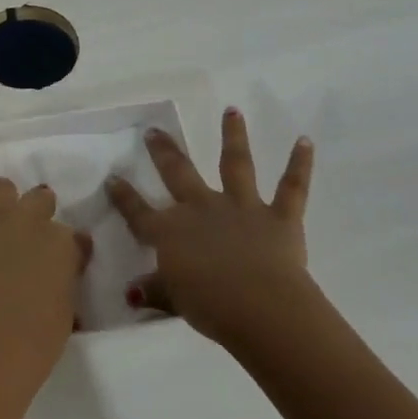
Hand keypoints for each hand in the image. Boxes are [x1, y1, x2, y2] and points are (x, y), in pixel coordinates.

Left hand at [0, 179, 87, 387]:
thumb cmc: (37, 341)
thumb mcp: (65, 314)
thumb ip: (64, 284)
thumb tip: (58, 279)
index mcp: (61, 243)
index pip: (74, 235)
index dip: (69, 248)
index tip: (65, 261)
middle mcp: (28, 220)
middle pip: (40, 198)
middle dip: (38, 211)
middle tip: (30, 236)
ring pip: (0, 187)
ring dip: (0, 202)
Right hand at [107, 108, 314, 347]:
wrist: (261, 307)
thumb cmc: (211, 307)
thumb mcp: (175, 300)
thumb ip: (155, 291)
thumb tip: (132, 293)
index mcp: (172, 231)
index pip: (140, 213)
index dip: (124, 197)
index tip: (113, 178)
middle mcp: (202, 208)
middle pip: (179, 174)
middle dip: (164, 152)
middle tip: (155, 131)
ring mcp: (241, 207)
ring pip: (235, 164)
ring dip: (233, 135)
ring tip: (232, 110)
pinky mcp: (279, 217)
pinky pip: (291, 188)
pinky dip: (299, 164)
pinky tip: (305, 141)